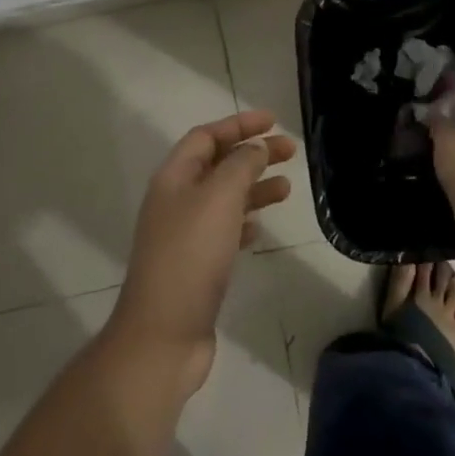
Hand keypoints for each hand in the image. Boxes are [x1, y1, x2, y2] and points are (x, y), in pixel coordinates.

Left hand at [108, 110, 294, 398]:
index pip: (206, 136)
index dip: (239, 125)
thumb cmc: (191, 256)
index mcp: (174, 178)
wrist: (163, 334)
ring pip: (224, 199)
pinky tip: (261, 229)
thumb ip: (241, 166)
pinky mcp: (196, 266)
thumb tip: (256, 148)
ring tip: (287, 189)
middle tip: (291, 151)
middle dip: (253, 154)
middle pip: (218, 165)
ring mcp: (184, 236)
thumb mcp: (219, 199)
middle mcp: (176, 201)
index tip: (273, 121)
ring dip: (254, 188)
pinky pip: (224, 232)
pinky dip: (245, 223)